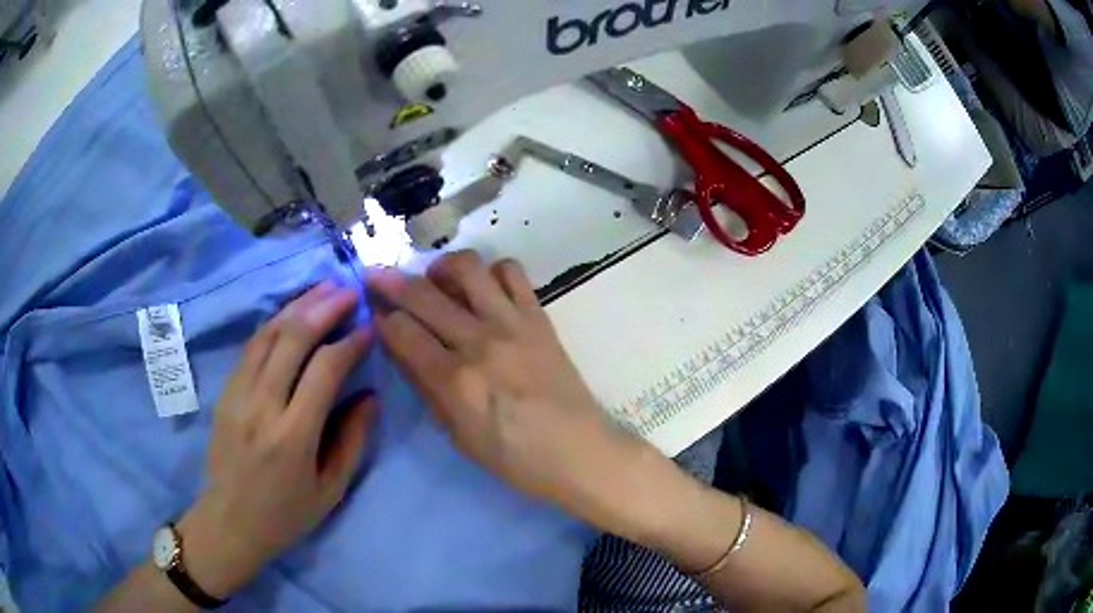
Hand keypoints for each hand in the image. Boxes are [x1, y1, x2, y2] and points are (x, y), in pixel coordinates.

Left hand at [180, 283, 376, 597]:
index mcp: (293, 435)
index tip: (369, 328)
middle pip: (292, 338)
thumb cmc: (286, 514)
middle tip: (349, 291)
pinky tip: (291, 313)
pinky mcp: (225, 392)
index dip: (350, 342)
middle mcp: (262, 406)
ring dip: (297, 306)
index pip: (324, 369)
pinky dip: (274, 323)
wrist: (230, 521)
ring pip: (268, 334)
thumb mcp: (330, 489)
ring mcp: (238, 394)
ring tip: (323, 288)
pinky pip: (251, 347)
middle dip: (324, 307)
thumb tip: (370, 395)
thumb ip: (352, 440)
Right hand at [366, 252, 660, 536]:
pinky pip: (512, 272)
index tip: (374, 313)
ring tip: (436, 280)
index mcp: (455, 380)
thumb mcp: (459, 436)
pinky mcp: (539, 316)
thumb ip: (428, 389)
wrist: (579, 452)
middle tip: (377, 277)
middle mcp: (479, 341)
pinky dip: (491, 271)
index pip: (401, 332)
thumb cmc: (515, 458)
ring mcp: (512, 323)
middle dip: (390, 281)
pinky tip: (484, 289)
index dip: (381, 318)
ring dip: (441, 266)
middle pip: (423, 294)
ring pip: (467, 267)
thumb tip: (403, 351)